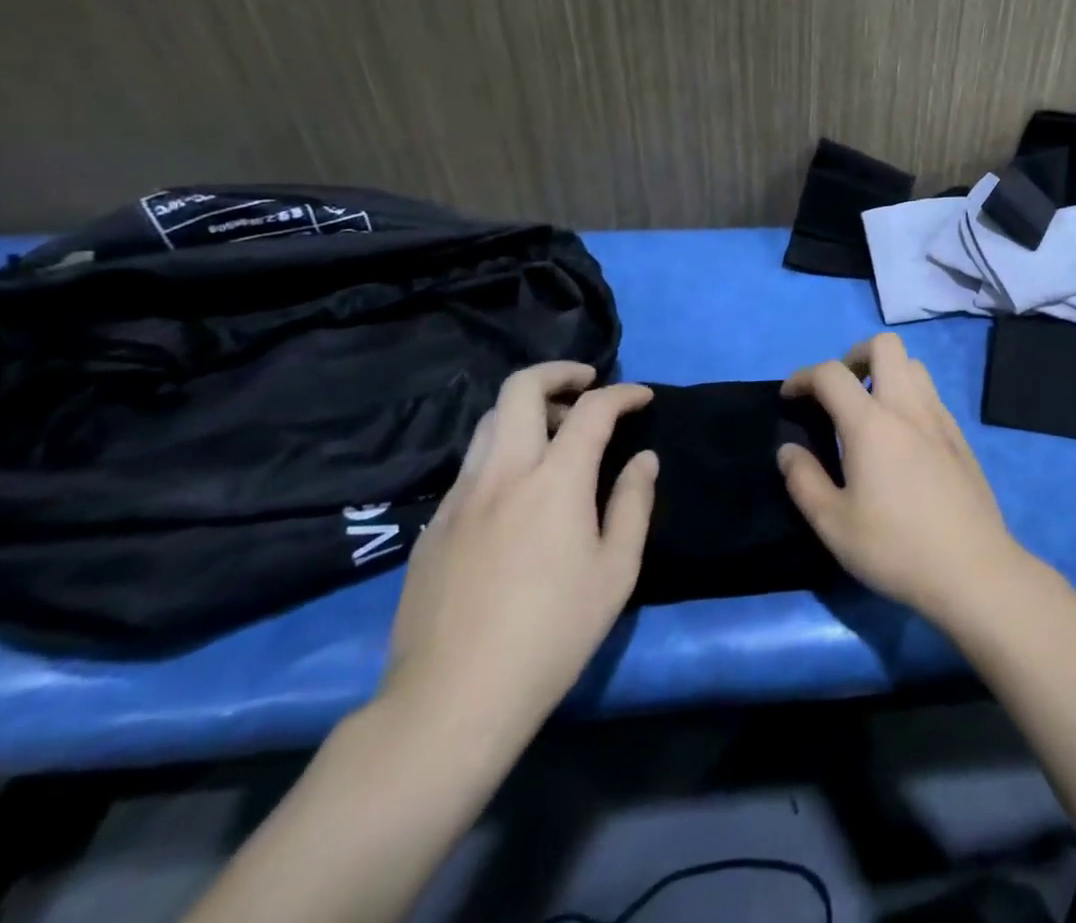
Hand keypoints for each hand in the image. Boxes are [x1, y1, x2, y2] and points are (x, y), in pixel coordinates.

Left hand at [380, 363, 657, 754]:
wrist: (450, 701)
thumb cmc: (551, 634)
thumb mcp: (615, 570)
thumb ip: (633, 503)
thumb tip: (643, 459)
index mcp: (554, 480)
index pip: (592, 409)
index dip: (623, 393)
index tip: (642, 398)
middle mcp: (502, 473)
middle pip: (520, 389)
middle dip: (559, 373)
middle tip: (587, 385)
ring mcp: (459, 498)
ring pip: (487, 422)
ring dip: (526, 410)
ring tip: (555, 433)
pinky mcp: (432, 527)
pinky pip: (470, 466)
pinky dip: (502, 452)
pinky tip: (518, 491)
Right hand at [778, 334, 1027, 626]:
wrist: (972, 568)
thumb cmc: (895, 547)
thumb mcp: (833, 524)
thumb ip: (804, 480)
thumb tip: (788, 450)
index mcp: (871, 423)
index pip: (831, 373)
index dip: (803, 376)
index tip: (789, 397)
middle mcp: (907, 407)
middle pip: (884, 346)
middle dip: (854, 356)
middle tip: (838, 392)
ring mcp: (939, 418)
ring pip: (913, 365)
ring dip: (886, 372)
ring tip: (869, 410)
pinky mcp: (959, 436)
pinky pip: (930, 394)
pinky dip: (909, 396)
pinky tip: (901, 437)